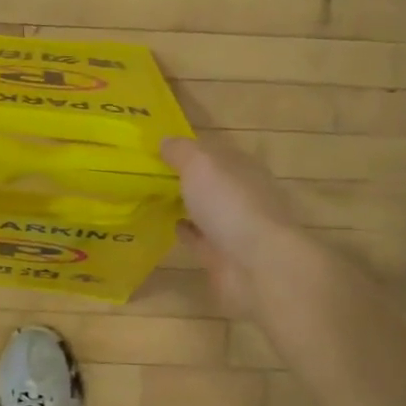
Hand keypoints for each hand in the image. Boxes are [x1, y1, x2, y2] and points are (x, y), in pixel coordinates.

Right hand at [161, 135, 321, 319]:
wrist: (257, 266)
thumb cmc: (230, 204)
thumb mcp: (200, 165)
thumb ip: (181, 151)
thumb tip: (164, 140)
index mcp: (243, 167)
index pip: (214, 151)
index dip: (188, 148)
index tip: (158, 148)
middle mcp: (242, 194)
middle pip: (210, 181)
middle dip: (186, 177)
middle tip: (148, 173)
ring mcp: (234, 226)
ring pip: (205, 209)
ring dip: (185, 204)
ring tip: (152, 197)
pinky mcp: (223, 255)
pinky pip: (199, 238)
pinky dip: (185, 231)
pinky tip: (165, 225)